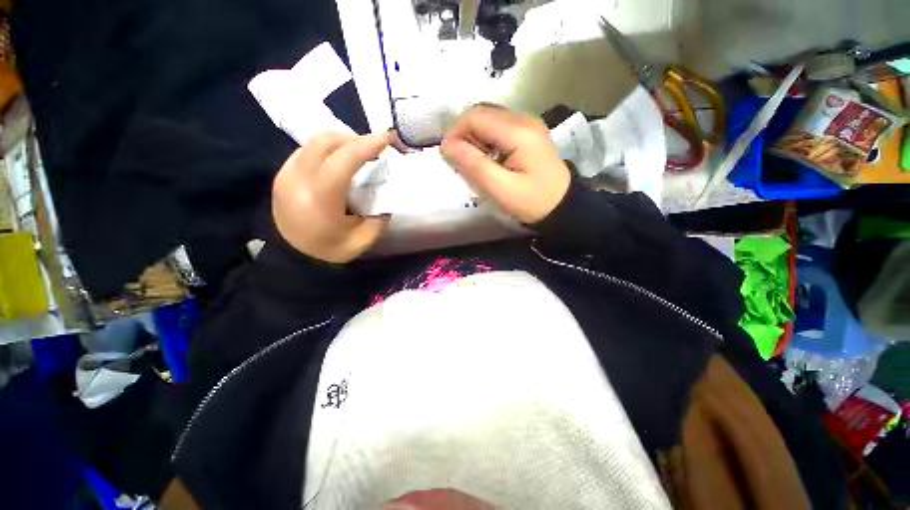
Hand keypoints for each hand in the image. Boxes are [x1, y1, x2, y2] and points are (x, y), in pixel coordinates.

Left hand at [272, 131, 390, 263]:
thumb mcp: (363, 238)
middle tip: (371, 149)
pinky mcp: (281, 175)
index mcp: (321, 197)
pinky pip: (305, 150)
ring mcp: (286, 174)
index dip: (368, 143)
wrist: (293, 258)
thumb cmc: (330, 250)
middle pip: (325, 140)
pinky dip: (326, 150)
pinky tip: (336, 163)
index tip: (387, 136)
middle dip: (353, 138)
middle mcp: (298, 178)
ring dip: (339, 142)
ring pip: (313, 141)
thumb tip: (384, 194)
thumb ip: (379, 215)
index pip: (345, 158)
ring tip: (356, 154)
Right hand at [441, 105, 570, 223]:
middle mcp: (523, 119)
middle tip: (462, 163)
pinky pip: (498, 127)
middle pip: (481, 114)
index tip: (448, 156)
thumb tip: (446, 146)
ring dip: (474, 138)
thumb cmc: (532, 201)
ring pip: (488, 119)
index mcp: (518, 131)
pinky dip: (486, 141)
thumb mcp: (501, 189)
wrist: (562, 205)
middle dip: (464, 135)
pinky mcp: (528, 132)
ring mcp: (527, 123)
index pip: (475, 117)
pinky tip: (489, 160)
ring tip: (475, 164)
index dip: (455, 133)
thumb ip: (474, 166)